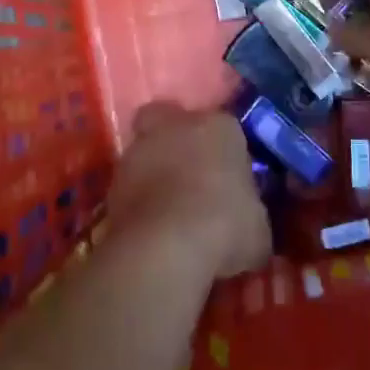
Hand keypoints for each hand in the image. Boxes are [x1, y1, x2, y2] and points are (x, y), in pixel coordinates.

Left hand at [108, 103, 271, 279]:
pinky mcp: (112, 182)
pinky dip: (138, 200)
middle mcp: (175, 126)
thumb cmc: (225, 226)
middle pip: (173, 122)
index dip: (227, 153)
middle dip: (178, 141)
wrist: (166, 247)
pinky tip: (151, 227)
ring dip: (154, 171)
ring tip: (168, 208)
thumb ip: (250, 214)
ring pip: (146, 150)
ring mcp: (138, 150)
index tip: (231, 180)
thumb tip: (248, 224)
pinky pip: (129, 186)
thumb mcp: (258, 228)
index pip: (226, 129)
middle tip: (190, 175)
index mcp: (219, 127)